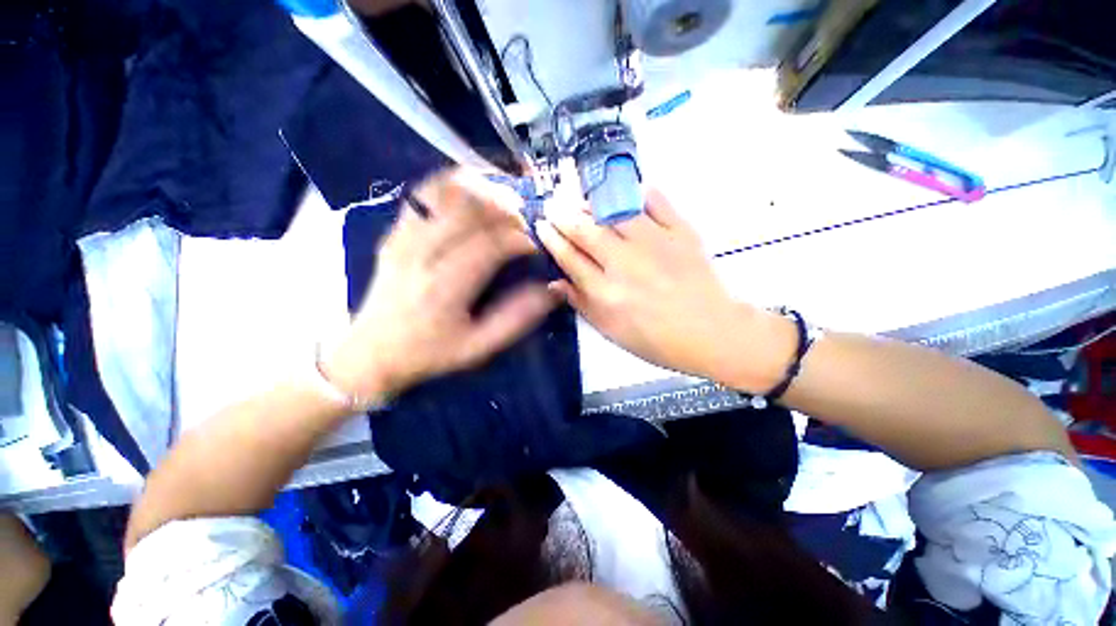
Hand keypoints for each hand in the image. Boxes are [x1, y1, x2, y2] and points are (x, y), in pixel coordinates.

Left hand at [324, 169, 558, 400]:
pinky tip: (475, 191)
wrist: (370, 352)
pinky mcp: (395, 231)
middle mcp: (421, 254)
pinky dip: (454, 183)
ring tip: (506, 203)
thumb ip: (517, 318)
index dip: (521, 239)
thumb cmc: (429, 353)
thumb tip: (552, 290)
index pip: (491, 245)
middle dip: (507, 209)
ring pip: (447, 193)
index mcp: (444, 287)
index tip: (537, 246)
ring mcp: (403, 237)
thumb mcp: (479, 347)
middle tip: (527, 221)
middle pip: (470, 210)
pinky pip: (425, 193)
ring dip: (483, 191)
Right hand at [536, 189, 794, 391]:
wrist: (710, 332)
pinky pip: (656, 202)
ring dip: (592, 202)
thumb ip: (581, 304)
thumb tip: (554, 283)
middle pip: (586, 230)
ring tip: (581, 199)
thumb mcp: (611, 331)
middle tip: (554, 205)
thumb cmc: (656, 339)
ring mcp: (654, 244)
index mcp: (606, 292)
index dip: (552, 239)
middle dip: (563, 215)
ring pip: (613, 212)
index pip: (569, 257)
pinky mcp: (680, 233)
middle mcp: (624, 263)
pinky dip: (639, 192)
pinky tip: (627, 191)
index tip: (542, 225)